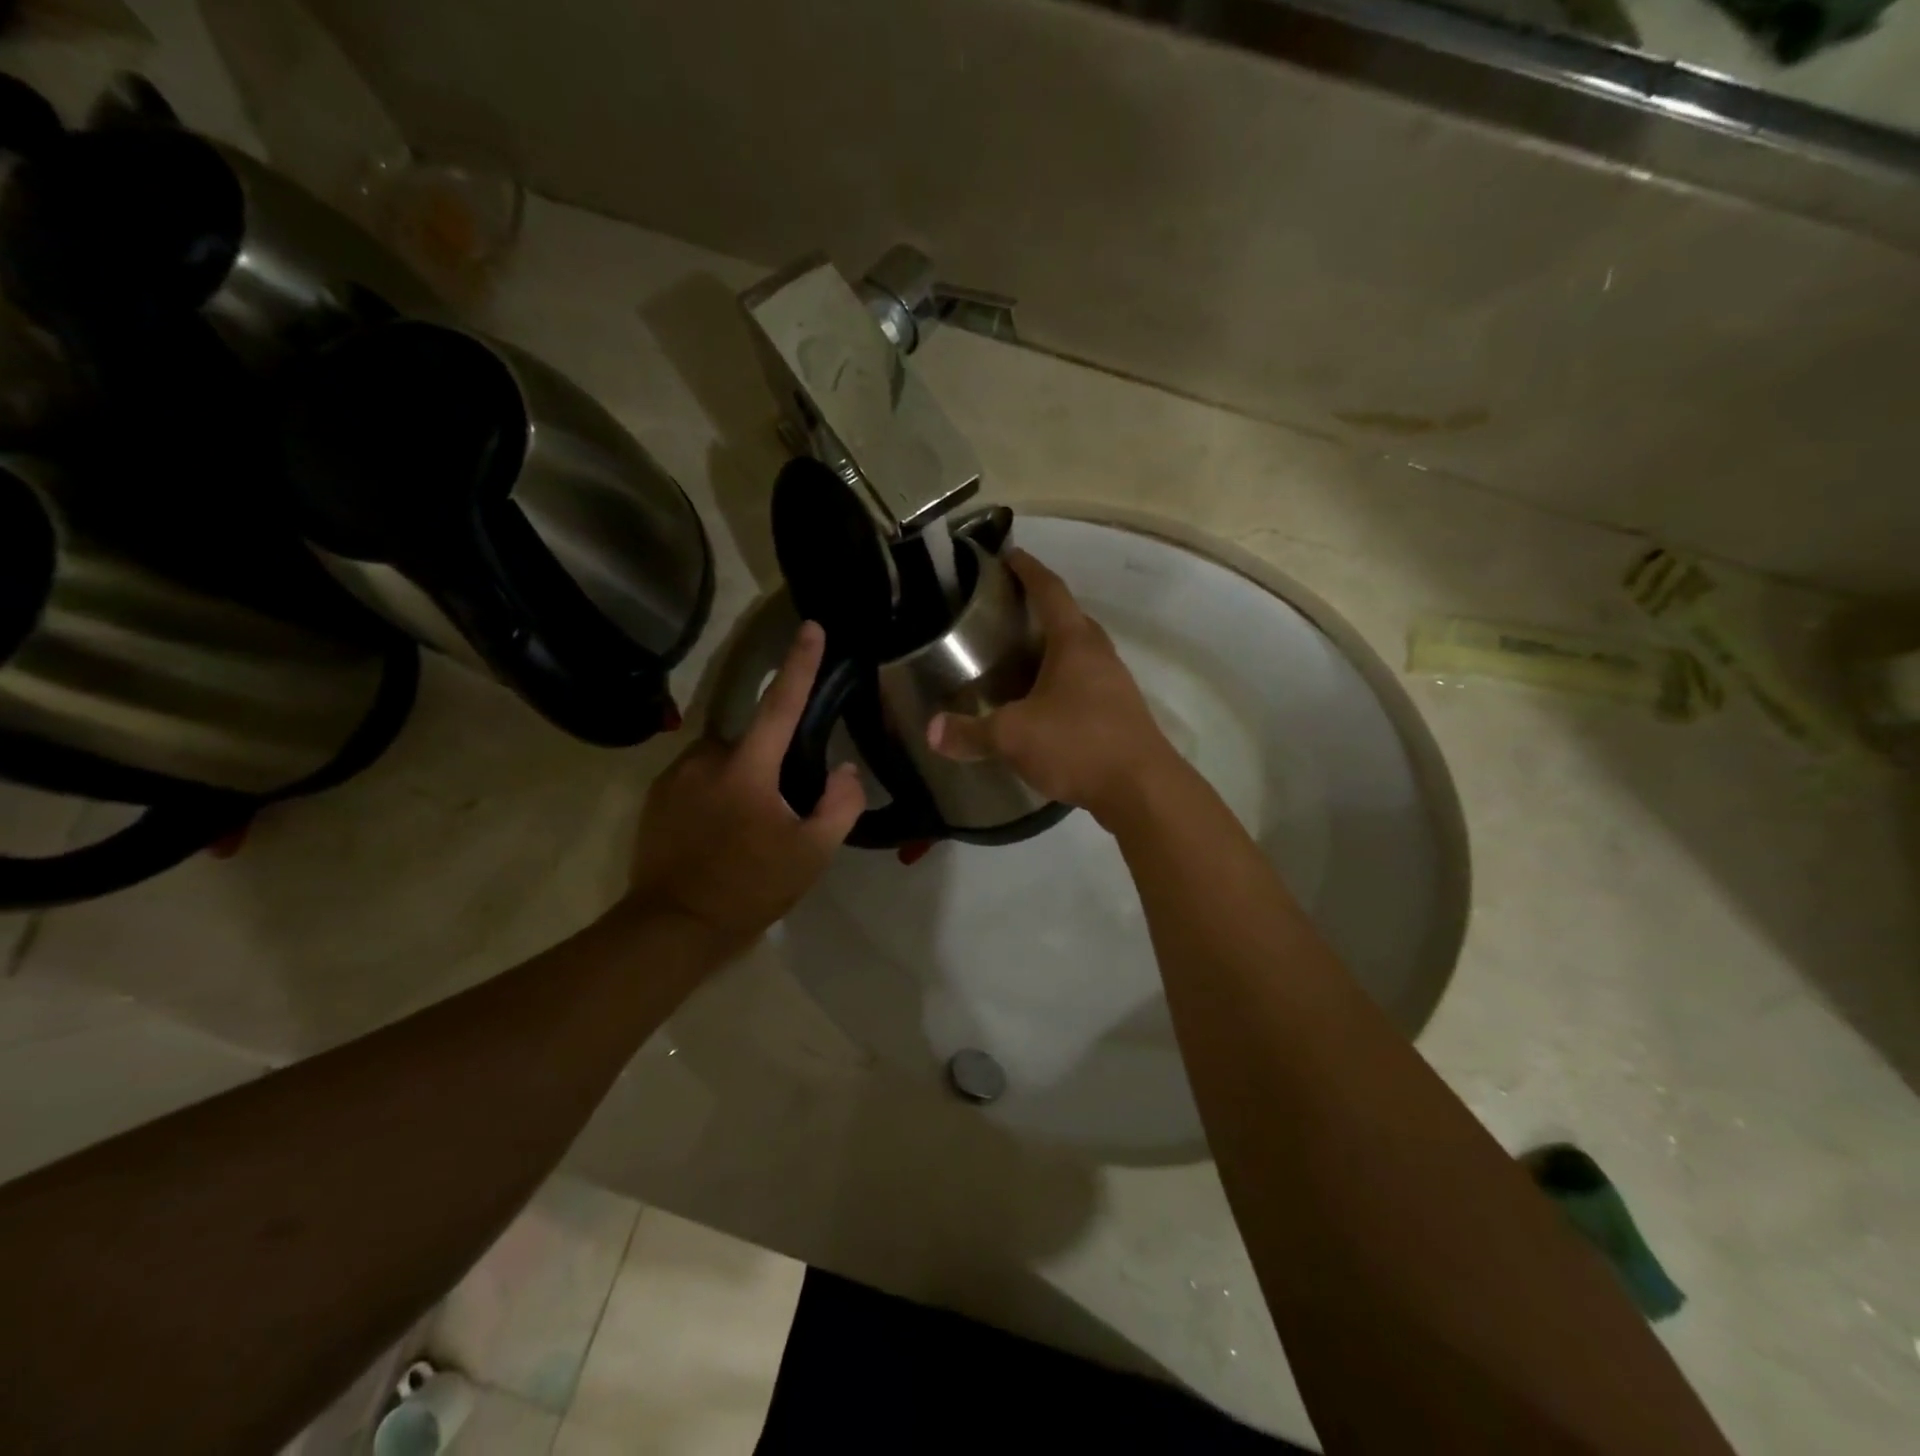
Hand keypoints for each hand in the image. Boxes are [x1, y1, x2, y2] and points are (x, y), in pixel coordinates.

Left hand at [627, 623, 865, 962]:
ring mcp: (674, 777)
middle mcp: (706, 759)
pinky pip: (699, 778)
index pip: (781, 703)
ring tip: (749, 829)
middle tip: (784, 806)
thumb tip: (846, 770)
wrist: (673, 927)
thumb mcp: (811, 854)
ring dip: (743, 779)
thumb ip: (840, 806)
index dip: (800, 663)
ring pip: (724, 760)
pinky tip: (722, 834)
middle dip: (772, 760)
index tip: (811, 626)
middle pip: (752, 739)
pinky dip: (717, 793)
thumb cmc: (748, 887)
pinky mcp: (656, 798)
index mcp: (747, 768)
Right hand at [928, 549, 1181, 828]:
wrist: (1143, 789)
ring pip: (1080, 653)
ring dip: (1053, 649)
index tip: (1009, 555)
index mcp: (1075, 643)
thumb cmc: (1078, 745)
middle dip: (1040, 610)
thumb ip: (971, 732)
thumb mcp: (1014, 737)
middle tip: (1006, 614)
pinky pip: (1086, 683)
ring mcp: (1115, 684)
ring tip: (1018, 659)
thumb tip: (932, 731)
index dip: (1028, 570)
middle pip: (1069, 618)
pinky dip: (1062, 682)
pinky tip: (1043, 705)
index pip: (1050, 590)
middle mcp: (1099, 654)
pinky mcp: (1120, 713)